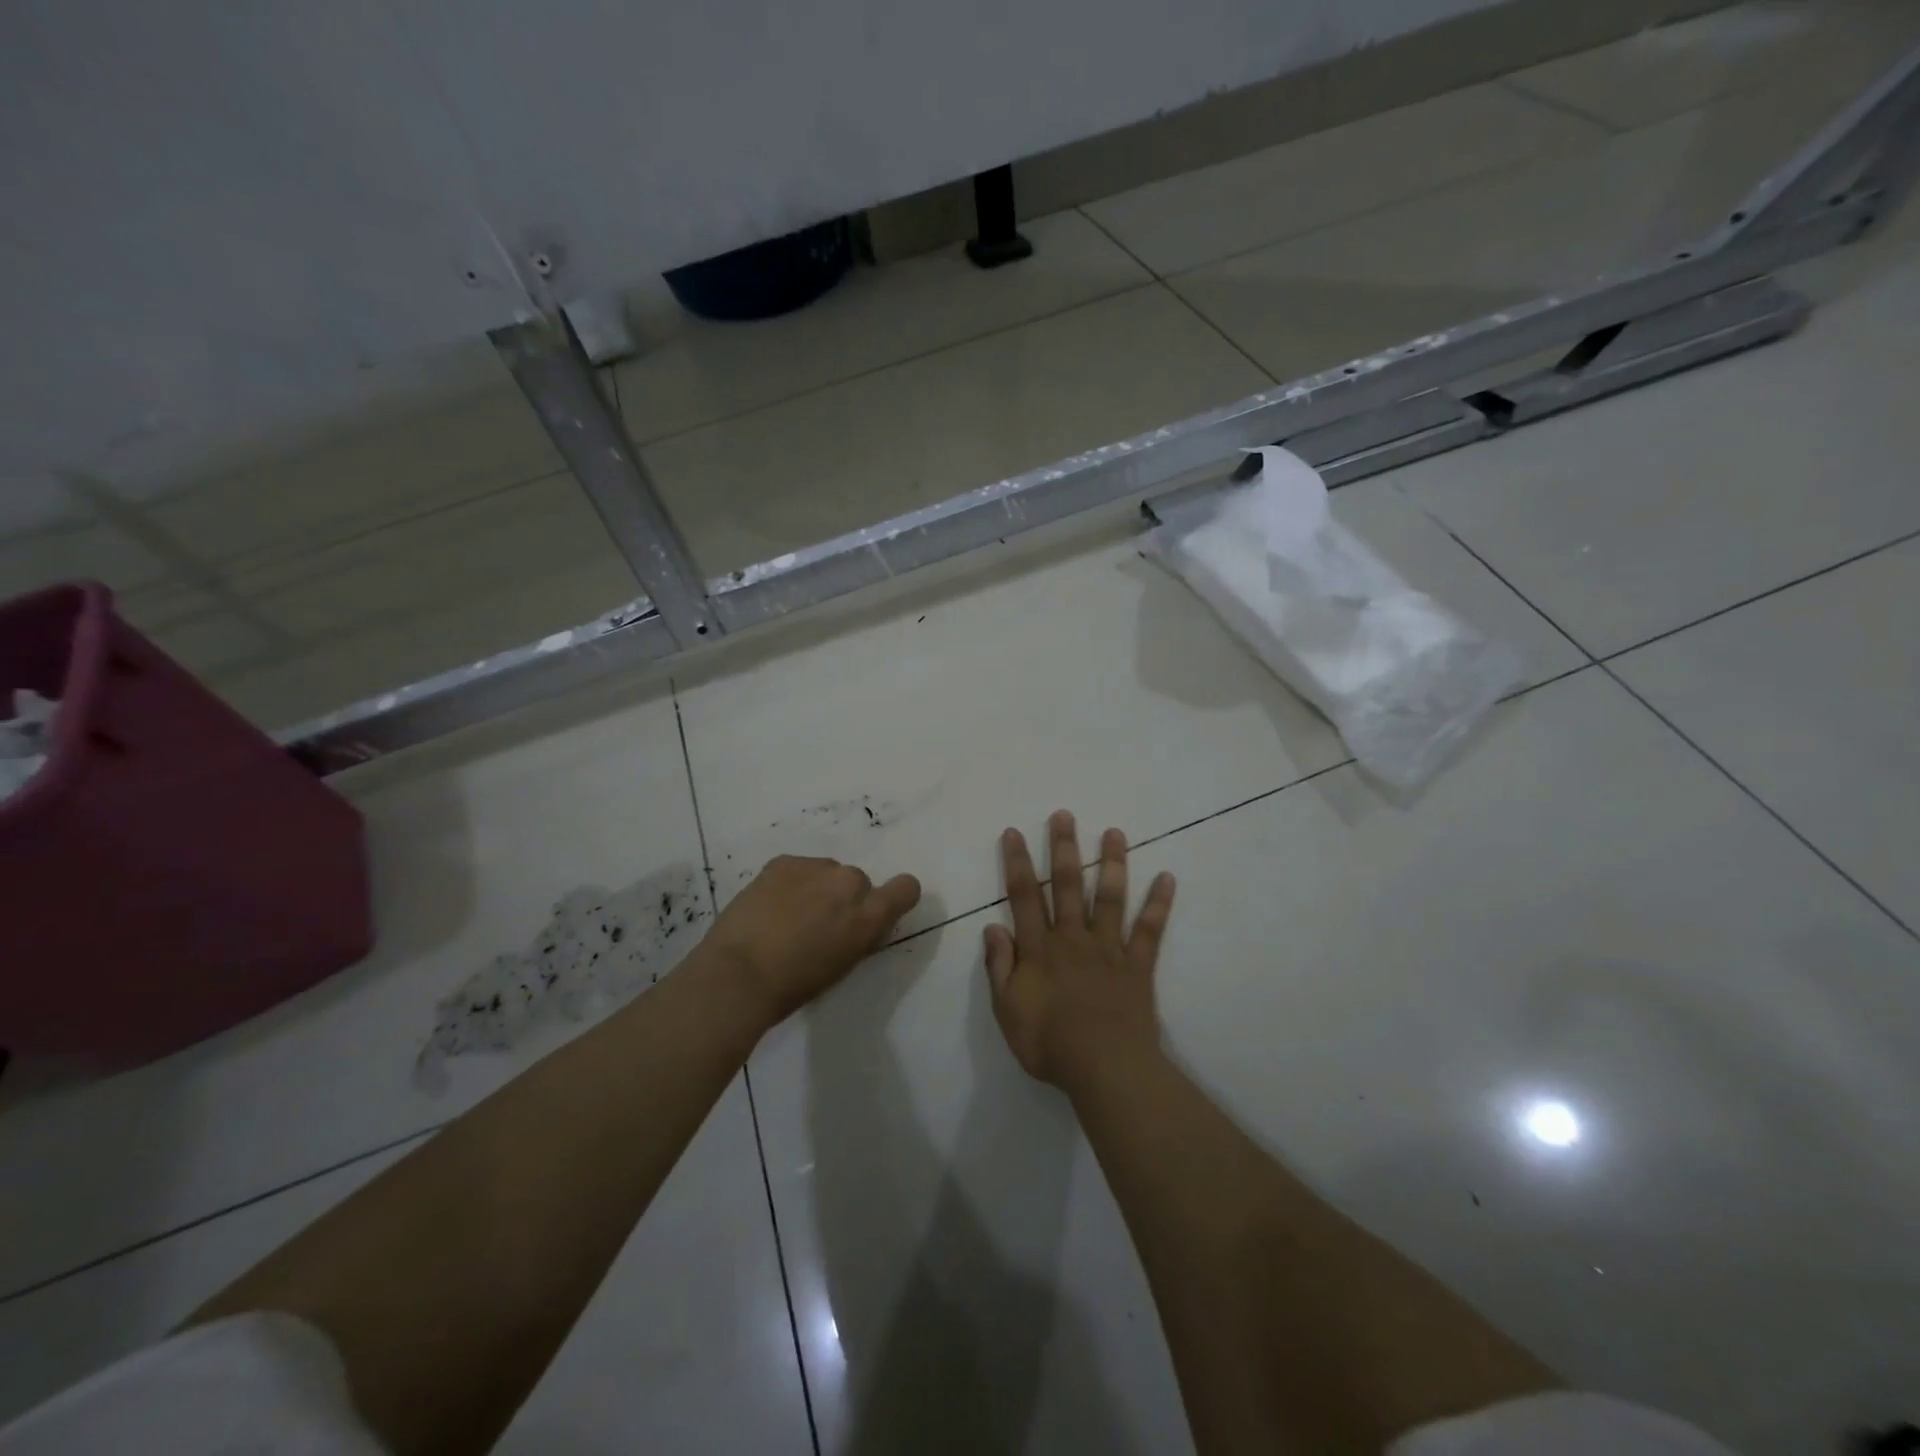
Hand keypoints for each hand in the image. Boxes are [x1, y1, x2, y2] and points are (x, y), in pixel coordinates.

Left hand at [704, 855, 921, 1025]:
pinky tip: (768, 907)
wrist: (738, 974)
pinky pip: (797, 869)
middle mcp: (849, 883)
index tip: (875, 911)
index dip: (895, 897)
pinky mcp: (783, 862)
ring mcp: (815, 867)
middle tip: (816, 924)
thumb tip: (858, 924)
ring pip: (825, 873)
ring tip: (785, 916)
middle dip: (842, 898)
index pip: (906, 888)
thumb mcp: (843, 965)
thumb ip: (859, 936)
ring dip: (815, 888)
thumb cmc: (794, 986)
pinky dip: (789, 884)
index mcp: (869, 915)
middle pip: (857, 882)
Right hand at [985, 811, 1175, 1090]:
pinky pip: (1149, 930)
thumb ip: (1000, 967)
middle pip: (1067, 885)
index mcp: (1040, 948)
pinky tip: (1167, 877)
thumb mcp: (1007, 1010)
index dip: (1018, 863)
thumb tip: (993, 928)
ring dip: (1111, 863)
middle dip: (1064, 848)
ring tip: (1115, 832)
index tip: (1015, 832)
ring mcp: (1109, 949)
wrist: (1104, 1067)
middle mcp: (1073, 938)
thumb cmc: (1049, 1043)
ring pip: (1109, 897)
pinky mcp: (1138, 965)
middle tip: (1064, 815)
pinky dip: (1158, 904)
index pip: (1024, 896)